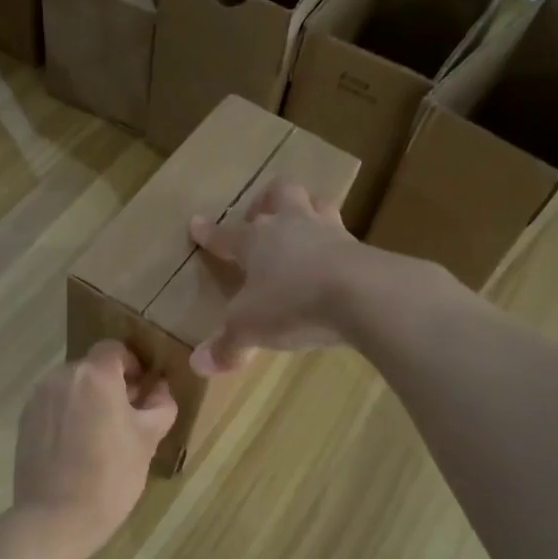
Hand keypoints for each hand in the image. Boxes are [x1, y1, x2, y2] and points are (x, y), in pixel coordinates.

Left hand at [13, 342, 176, 558]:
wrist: (56, 518)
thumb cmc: (111, 475)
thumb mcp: (148, 439)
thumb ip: (160, 405)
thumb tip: (161, 389)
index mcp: (95, 375)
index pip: (114, 349)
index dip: (132, 365)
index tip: (142, 390)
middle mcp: (61, 376)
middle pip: (91, 368)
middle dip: (110, 385)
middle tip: (126, 418)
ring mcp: (38, 398)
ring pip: (70, 387)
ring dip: (87, 400)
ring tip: (100, 436)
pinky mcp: (24, 421)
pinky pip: (53, 406)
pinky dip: (67, 416)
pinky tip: (76, 448)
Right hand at [188, 180, 363, 375]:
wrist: (361, 294)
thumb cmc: (291, 303)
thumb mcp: (249, 329)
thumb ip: (226, 346)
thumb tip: (198, 364)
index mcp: (255, 241)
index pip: (225, 234)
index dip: (209, 232)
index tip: (196, 224)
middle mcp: (290, 226)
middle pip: (279, 194)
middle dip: (267, 200)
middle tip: (262, 215)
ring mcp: (329, 232)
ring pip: (317, 203)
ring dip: (307, 208)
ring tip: (303, 224)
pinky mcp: (361, 248)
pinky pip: (345, 236)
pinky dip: (336, 243)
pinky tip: (335, 258)